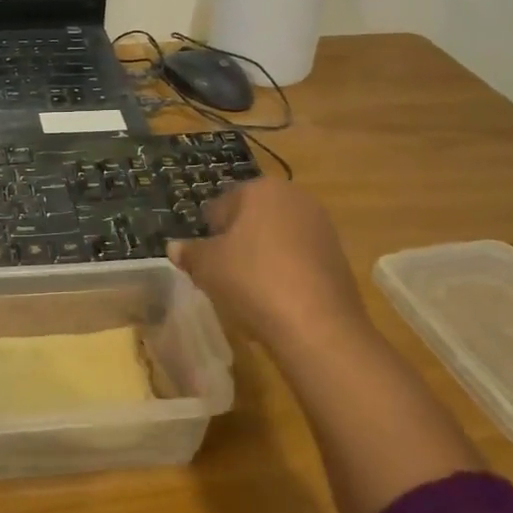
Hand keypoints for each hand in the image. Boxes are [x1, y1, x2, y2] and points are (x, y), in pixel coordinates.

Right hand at [167, 179, 370, 351]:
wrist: (317, 324)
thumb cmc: (252, 280)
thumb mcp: (206, 267)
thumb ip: (189, 253)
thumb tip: (175, 247)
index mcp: (261, 189)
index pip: (221, 206)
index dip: (208, 234)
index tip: (204, 261)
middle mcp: (294, 197)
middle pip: (251, 219)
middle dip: (237, 242)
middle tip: (224, 275)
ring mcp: (321, 225)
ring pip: (276, 238)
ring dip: (261, 257)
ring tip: (250, 290)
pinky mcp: (338, 255)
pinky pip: (299, 258)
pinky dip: (285, 272)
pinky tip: (277, 299)